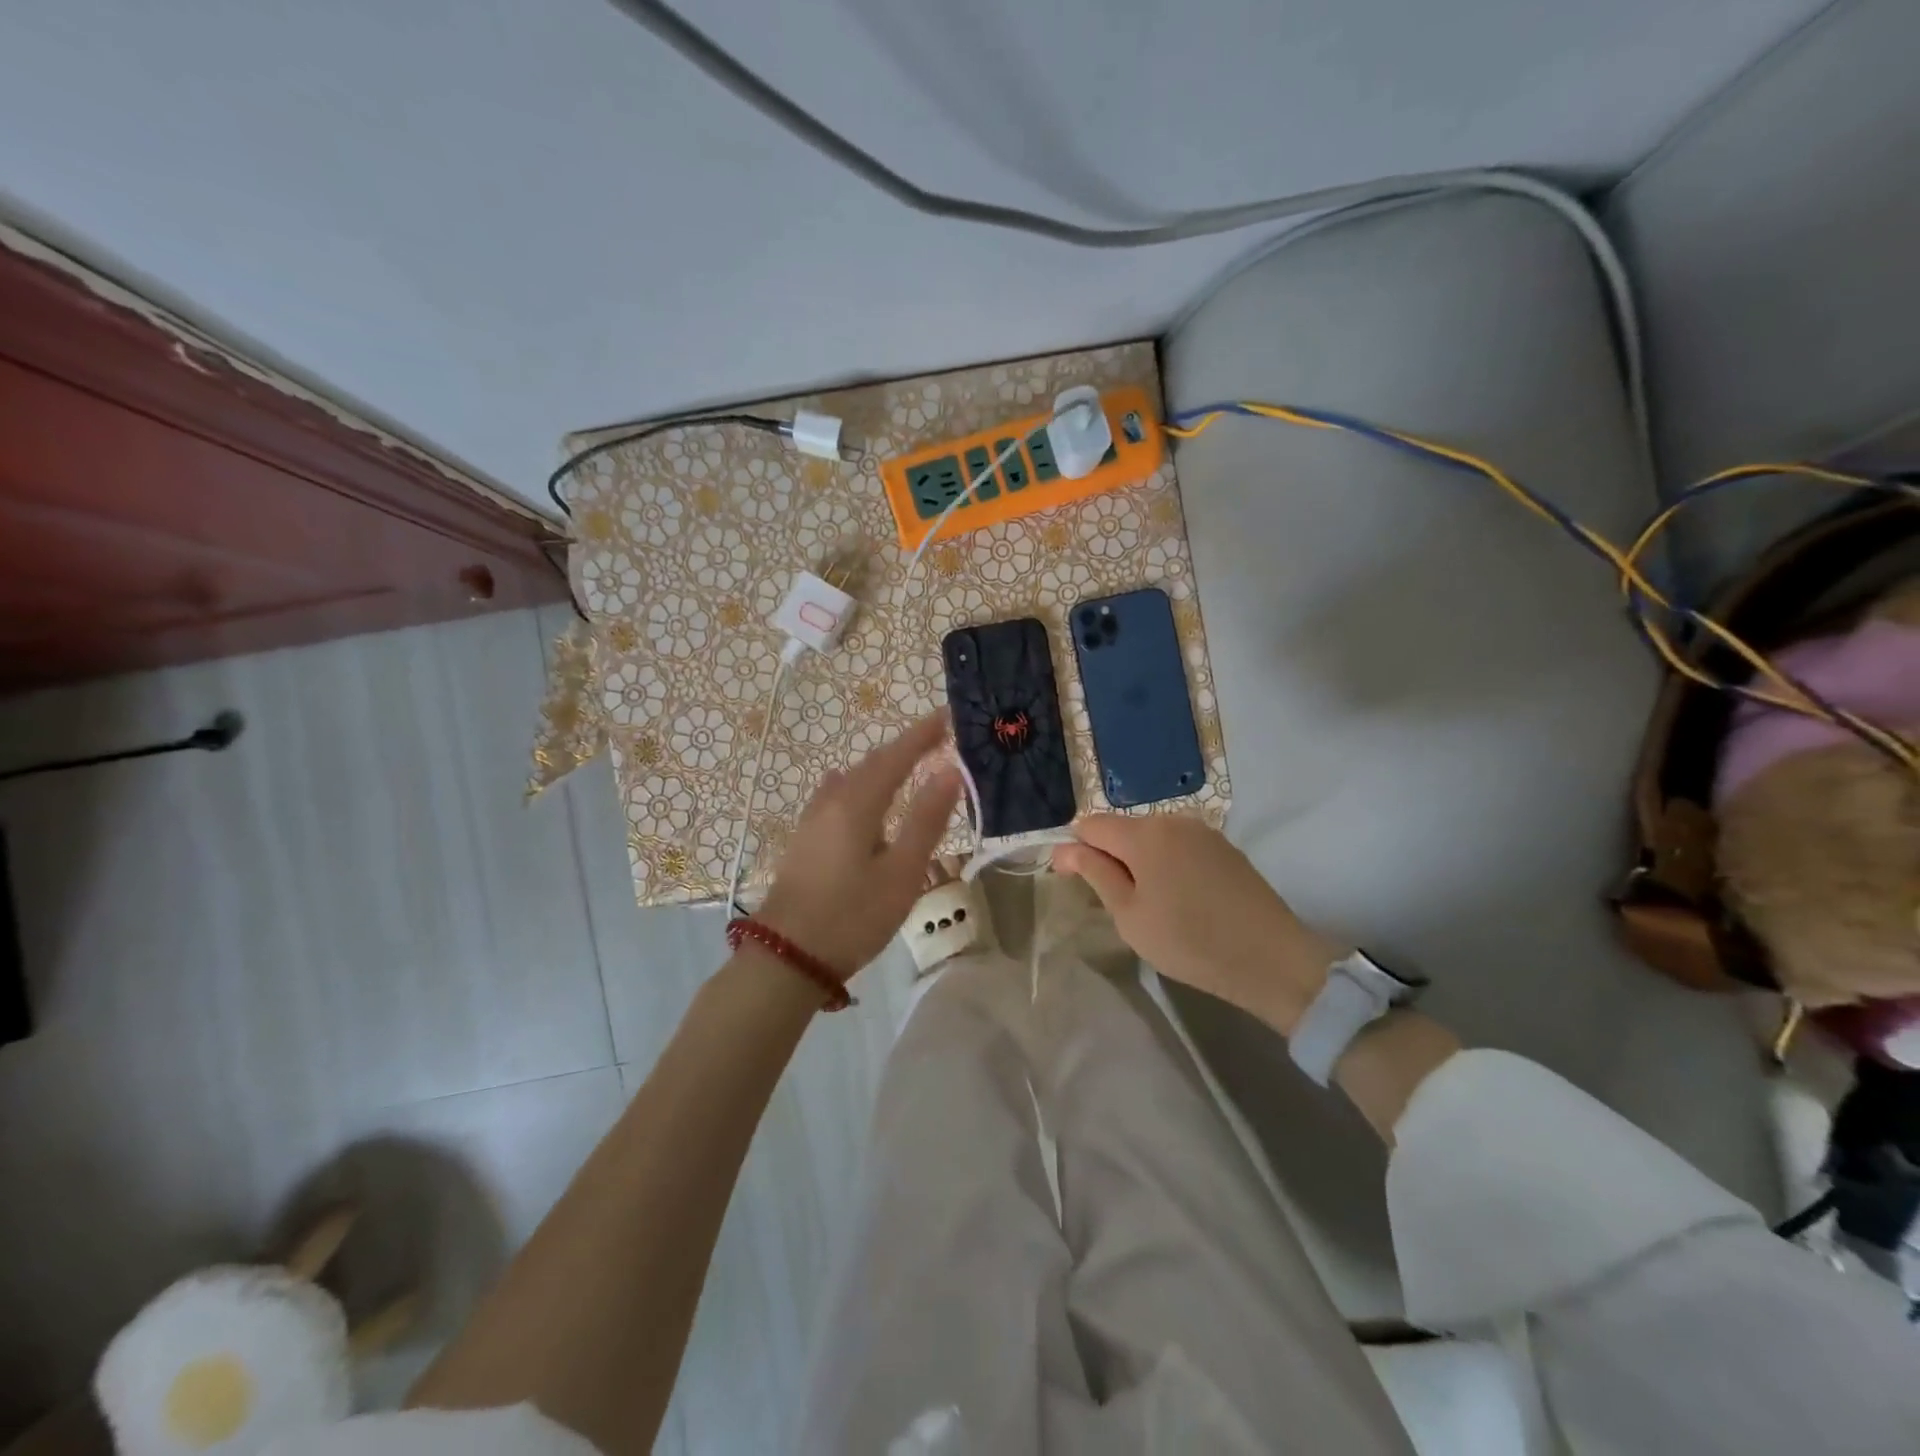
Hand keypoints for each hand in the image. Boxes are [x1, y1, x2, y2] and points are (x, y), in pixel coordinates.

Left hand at [755, 711, 960, 978]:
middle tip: (936, 738)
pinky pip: (838, 796)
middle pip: (872, 764)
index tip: (948, 715)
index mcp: (857, 803)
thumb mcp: (901, 872)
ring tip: (907, 765)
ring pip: (852, 780)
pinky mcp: (804, 840)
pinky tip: (859, 795)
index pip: (896, 756)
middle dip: (904, 748)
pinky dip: (861, 786)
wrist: (786, 958)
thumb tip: (950, 772)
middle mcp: (831, 801)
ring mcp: (812, 820)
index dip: (922, 734)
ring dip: (882, 767)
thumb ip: (926, 820)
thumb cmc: (852, 916)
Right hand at [1053, 814, 1341, 1034]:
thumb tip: (1066, 848)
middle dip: (1108, 856)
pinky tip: (1179, 899)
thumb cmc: (1188, 941)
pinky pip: (1179, 847)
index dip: (1074, 850)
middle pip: (1123, 829)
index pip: (1091, 825)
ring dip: (1138, 861)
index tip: (1072, 881)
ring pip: (1152, 839)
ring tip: (1148, 904)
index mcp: (1144, 833)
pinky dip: (1167, 865)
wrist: (1272, 959)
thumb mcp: (1129, 915)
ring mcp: (1203, 832)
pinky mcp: (1225, 848)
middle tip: (1113, 903)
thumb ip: (1096, 874)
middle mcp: (1173, 820)